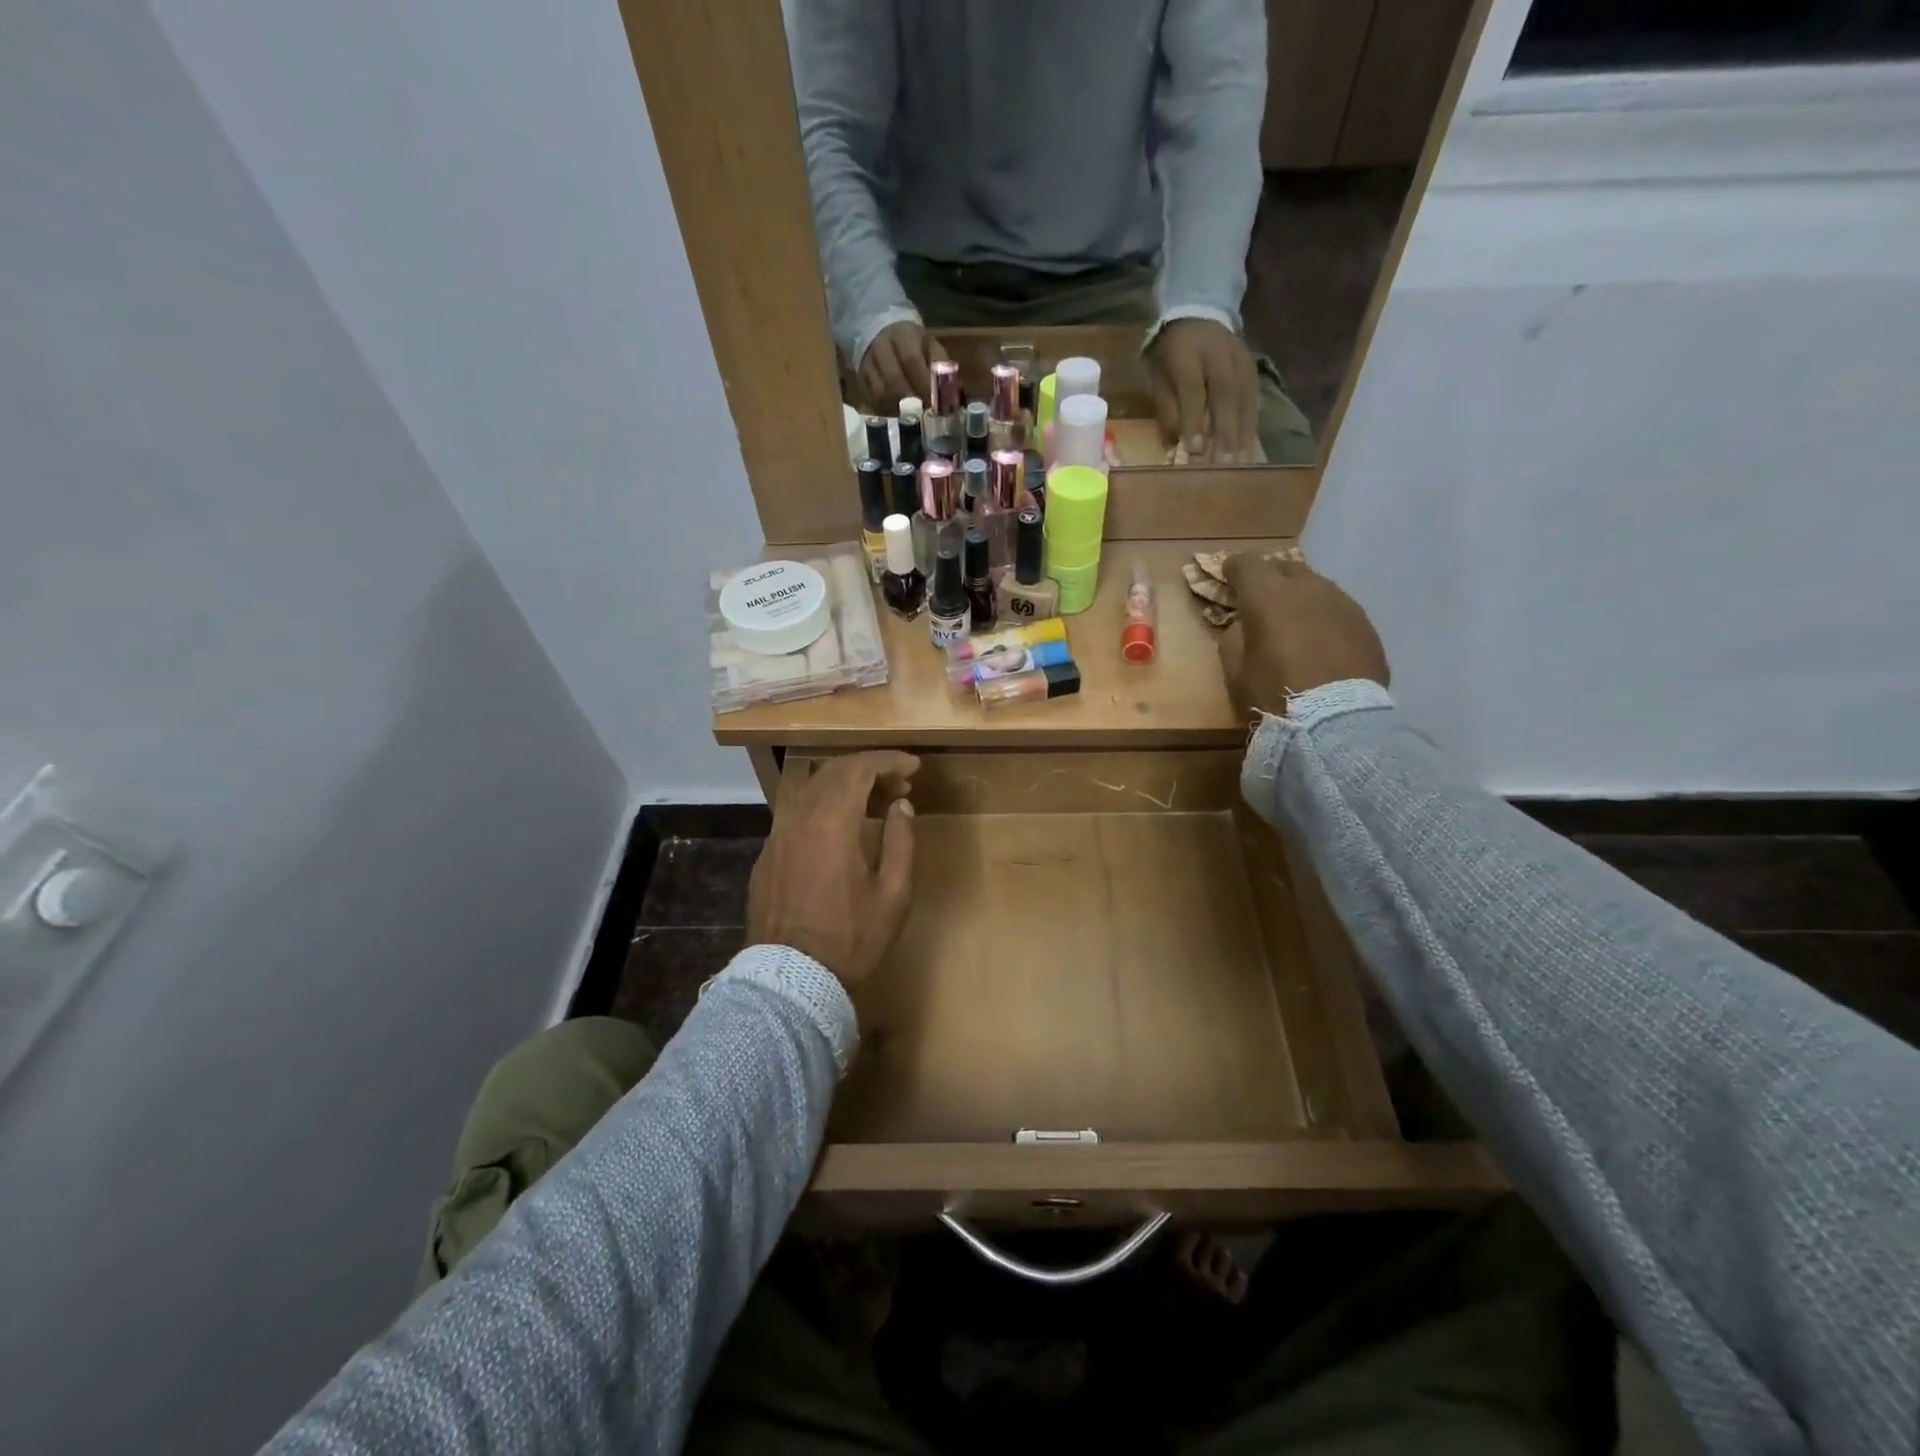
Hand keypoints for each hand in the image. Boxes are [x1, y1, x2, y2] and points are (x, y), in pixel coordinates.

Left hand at [747, 751, 919, 990]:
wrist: (790, 978)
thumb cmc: (851, 937)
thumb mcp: (893, 893)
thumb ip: (901, 841)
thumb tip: (901, 805)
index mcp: (832, 821)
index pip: (860, 768)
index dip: (889, 761)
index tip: (914, 767)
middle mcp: (800, 817)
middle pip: (834, 771)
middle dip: (870, 770)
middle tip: (900, 786)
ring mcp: (777, 835)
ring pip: (812, 790)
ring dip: (846, 786)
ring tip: (875, 805)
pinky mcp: (767, 854)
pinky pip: (798, 813)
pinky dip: (824, 807)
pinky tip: (841, 830)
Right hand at [860, 321, 946, 410]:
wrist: (882, 332)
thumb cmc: (914, 345)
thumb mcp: (931, 347)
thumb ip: (940, 367)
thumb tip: (951, 397)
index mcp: (902, 335)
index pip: (911, 360)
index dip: (923, 384)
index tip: (935, 404)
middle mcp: (880, 347)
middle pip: (892, 380)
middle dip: (910, 402)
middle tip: (923, 417)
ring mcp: (867, 364)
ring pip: (879, 393)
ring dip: (897, 411)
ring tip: (911, 420)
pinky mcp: (860, 380)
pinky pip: (870, 400)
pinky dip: (885, 412)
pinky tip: (897, 419)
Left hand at [1147, 318, 1258, 463]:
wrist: (1199, 314)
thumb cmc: (1172, 356)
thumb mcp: (1159, 380)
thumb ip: (1168, 413)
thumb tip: (1176, 451)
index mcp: (1188, 355)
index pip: (1193, 392)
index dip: (1193, 422)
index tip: (1194, 452)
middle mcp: (1220, 357)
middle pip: (1225, 397)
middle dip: (1225, 433)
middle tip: (1224, 465)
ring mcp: (1241, 362)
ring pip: (1244, 400)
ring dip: (1243, 435)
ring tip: (1240, 465)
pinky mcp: (1254, 371)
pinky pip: (1254, 402)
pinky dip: (1251, 427)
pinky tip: (1250, 450)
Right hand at [1218, 555, 1388, 720]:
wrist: (1335, 722)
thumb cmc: (1273, 695)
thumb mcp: (1235, 670)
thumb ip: (1235, 637)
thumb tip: (1245, 624)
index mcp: (1268, 596)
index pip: (1247, 563)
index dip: (1234, 567)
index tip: (1228, 576)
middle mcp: (1308, 588)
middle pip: (1285, 567)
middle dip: (1270, 579)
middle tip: (1261, 600)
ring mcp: (1343, 603)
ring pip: (1316, 587)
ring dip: (1301, 598)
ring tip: (1295, 622)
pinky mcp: (1366, 624)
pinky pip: (1338, 610)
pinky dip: (1324, 618)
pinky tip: (1321, 642)